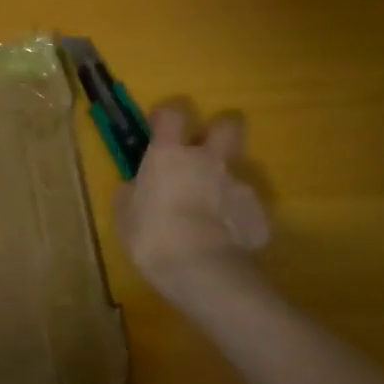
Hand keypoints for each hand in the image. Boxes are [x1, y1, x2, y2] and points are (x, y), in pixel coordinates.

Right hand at [115, 102, 270, 290]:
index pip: (173, 113)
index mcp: (170, 154)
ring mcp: (239, 186)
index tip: (160, 127)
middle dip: (218, 132)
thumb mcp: (124, 214)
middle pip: (227, 126)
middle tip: (202, 153)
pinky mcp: (259, 215)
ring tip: (209, 215)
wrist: (201, 271)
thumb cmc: (152, 236)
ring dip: (223, 185)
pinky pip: (246, 209)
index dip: (167, 115)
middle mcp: (208, 161)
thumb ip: (131, 192)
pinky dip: (235, 218)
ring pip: (235, 173)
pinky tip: (224, 239)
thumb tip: (135, 186)